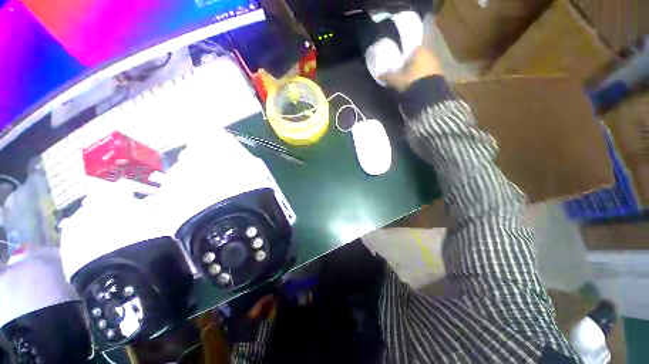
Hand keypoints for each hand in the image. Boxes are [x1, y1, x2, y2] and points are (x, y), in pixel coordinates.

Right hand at [381, 47, 442, 91]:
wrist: (428, 96)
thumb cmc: (411, 82)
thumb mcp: (397, 81)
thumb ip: (388, 77)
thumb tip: (379, 75)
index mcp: (420, 52)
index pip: (414, 48)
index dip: (407, 55)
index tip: (402, 62)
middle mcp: (430, 55)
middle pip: (420, 57)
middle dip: (414, 63)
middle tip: (405, 71)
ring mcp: (437, 65)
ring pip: (426, 65)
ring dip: (420, 70)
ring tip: (411, 79)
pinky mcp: (440, 76)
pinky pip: (430, 73)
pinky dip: (425, 76)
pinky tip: (419, 84)